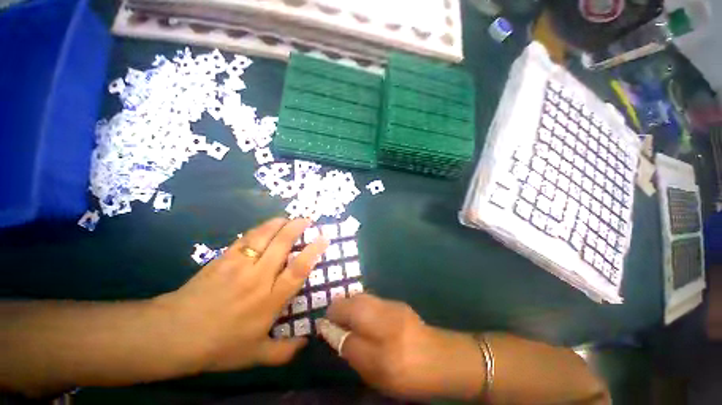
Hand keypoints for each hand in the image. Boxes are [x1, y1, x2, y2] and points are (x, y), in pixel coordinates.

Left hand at [152, 218, 328, 372]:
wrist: (174, 334)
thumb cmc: (218, 345)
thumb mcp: (254, 356)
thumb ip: (284, 351)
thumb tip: (306, 344)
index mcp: (270, 300)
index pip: (297, 270)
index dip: (313, 251)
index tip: (323, 239)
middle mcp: (259, 278)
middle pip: (282, 245)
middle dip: (297, 228)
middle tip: (308, 219)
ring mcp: (240, 265)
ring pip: (264, 236)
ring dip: (279, 224)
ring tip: (289, 218)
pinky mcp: (224, 258)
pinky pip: (246, 238)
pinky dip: (260, 229)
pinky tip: (266, 226)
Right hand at [324, 294, 484, 400]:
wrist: (443, 358)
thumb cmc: (410, 374)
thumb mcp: (378, 375)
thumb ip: (353, 353)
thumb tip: (332, 334)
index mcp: (385, 352)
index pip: (347, 336)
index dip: (331, 329)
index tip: (322, 327)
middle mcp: (388, 324)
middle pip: (353, 305)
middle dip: (337, 309)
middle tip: (333, 320)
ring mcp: (394, 307)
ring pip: (361, 298)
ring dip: (348, 304)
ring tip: (345, 315)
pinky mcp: (397, 302)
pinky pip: (370, 298)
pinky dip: (360, 303)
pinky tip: (362, 313)